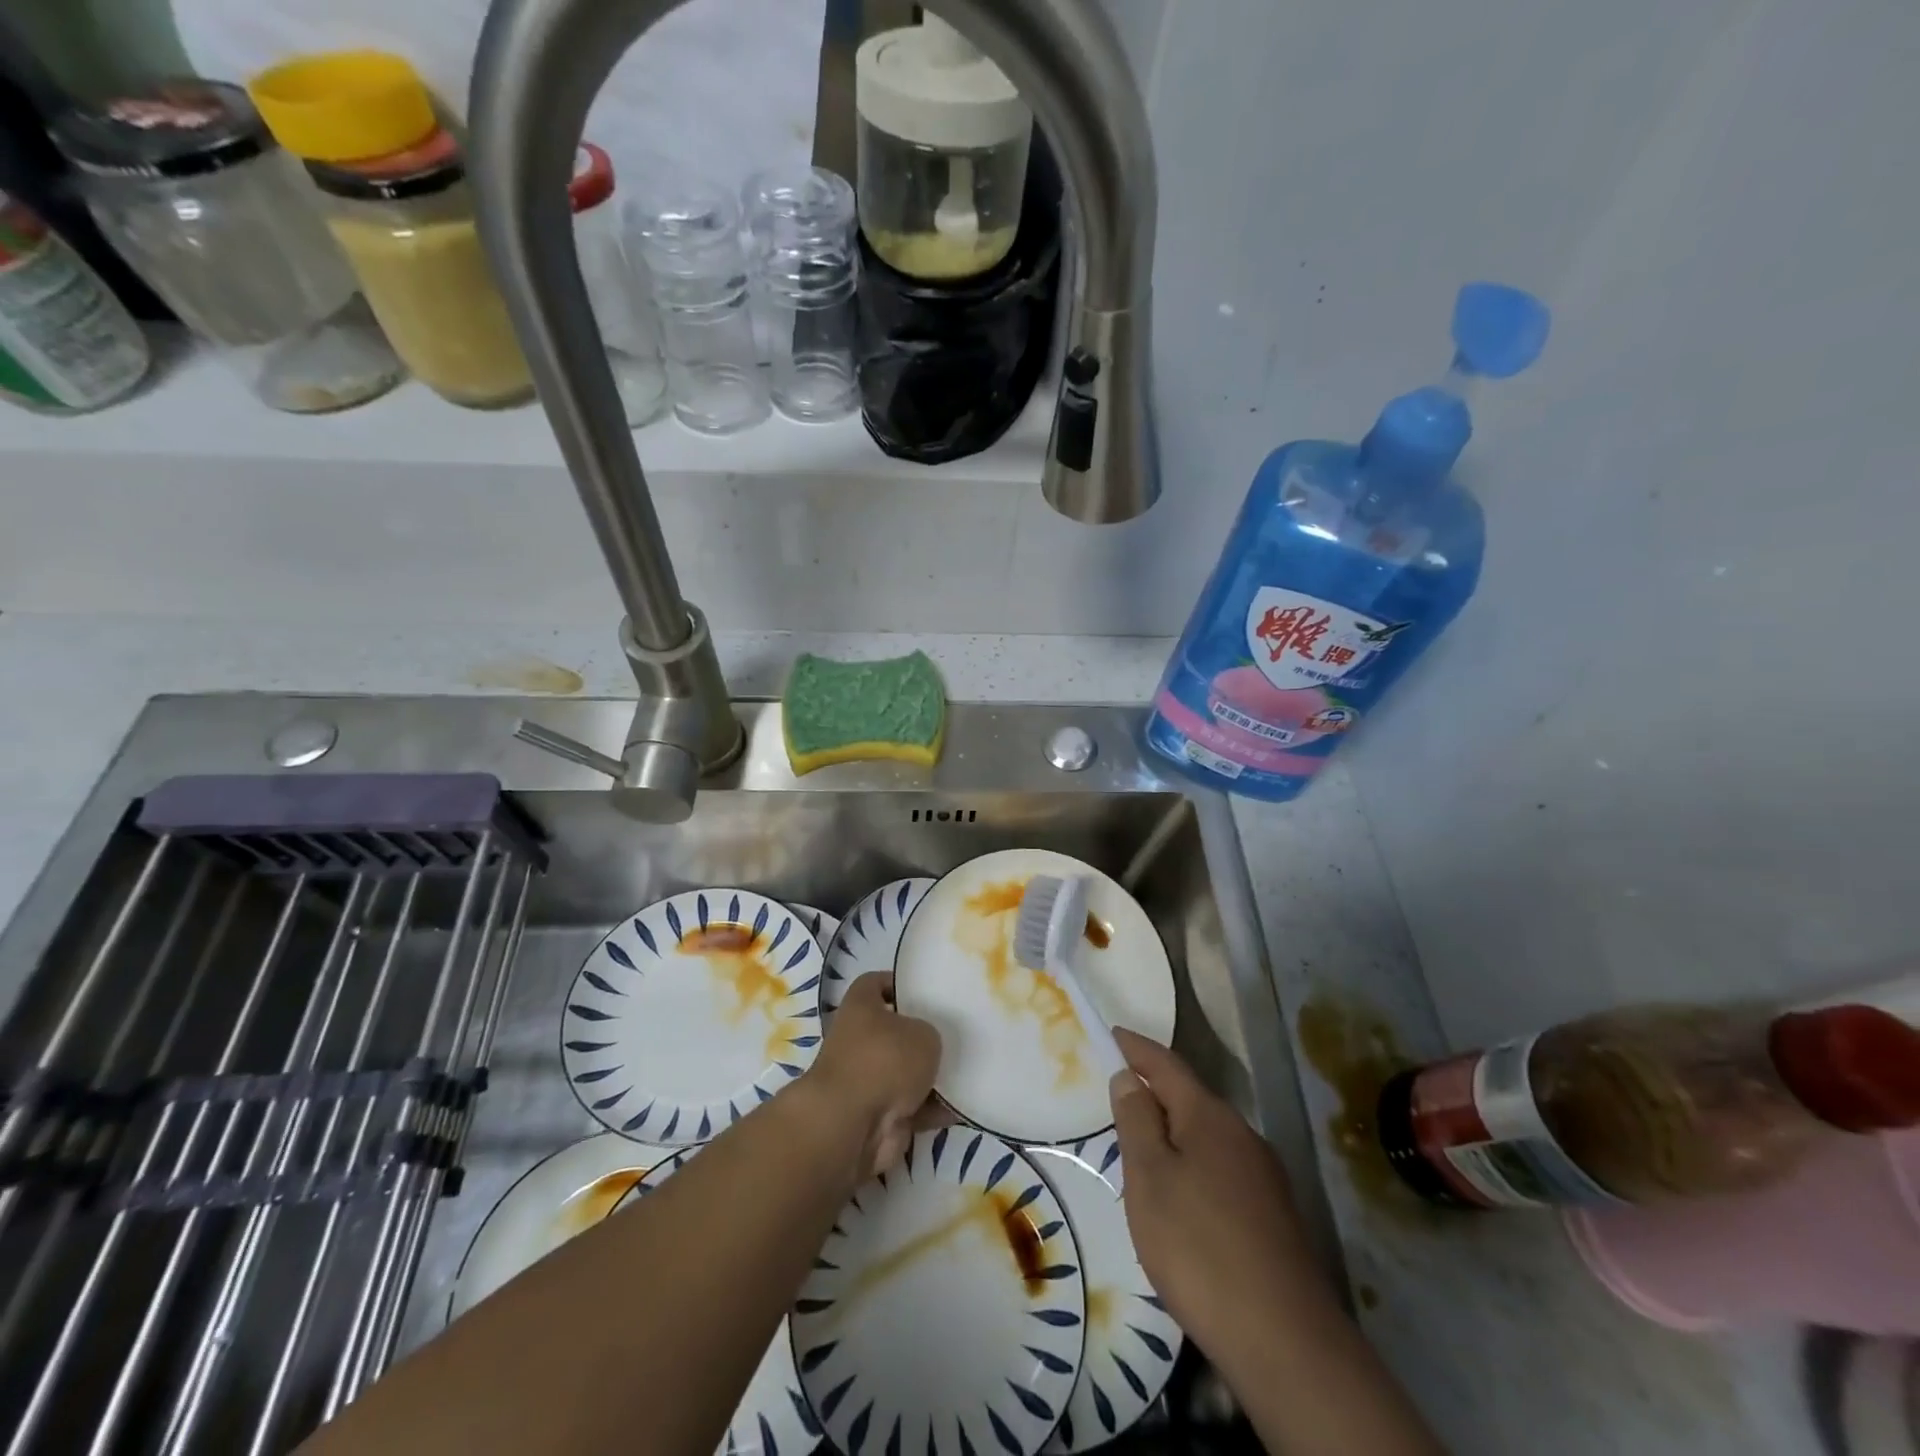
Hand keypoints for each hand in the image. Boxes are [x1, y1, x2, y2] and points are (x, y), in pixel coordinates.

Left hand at [806, 973, 942, 1178]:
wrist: (853, 1125)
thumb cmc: (885, 1060)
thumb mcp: (924, 1033)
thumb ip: (931, 1033)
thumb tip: (928, 1046)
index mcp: (860, 1006)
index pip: (877, 983)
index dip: (900, 984)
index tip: (928, 991)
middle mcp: (858, 1039)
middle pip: (895, 1031)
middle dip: (923, 1036)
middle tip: (957, 1034)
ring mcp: (866, 1080)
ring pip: (905, 1072)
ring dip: (931, 1076)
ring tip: (967, 1070)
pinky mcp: (877, 1115)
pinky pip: (912, 1107)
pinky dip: (933, 1109)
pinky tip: (962, 1106)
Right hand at [1108, 1028, 1321, 1366]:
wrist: (1285, 1341)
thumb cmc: (1199, 1247)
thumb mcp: (1150, 1178)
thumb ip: (1136, 1121)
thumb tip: (1129, 1077)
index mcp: (1210, 1116)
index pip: (1166, 1065)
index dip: (1136, 1048)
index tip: (1111, 1034)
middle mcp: (1242, 1134)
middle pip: (1190, 1100)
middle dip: (1154, 1095)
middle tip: (1117, 1103)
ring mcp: (1264, 1176)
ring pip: (1207, 1138)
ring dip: (1174, 1136)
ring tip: (1141, 1157)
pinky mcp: (1274, 1215)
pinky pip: (1222, 1171)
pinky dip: (1194, 1168)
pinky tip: (1182, 1204)